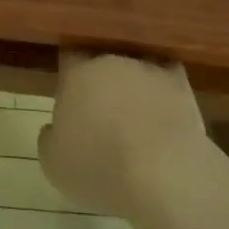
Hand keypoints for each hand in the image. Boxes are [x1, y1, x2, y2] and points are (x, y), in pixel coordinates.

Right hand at [38, 51, 210, 218]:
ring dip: (132, 87)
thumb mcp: (54, 165)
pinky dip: (164, 93)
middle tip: (102, 113)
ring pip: (134, 70)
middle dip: (101, 83)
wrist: (163, 172)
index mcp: (76, 74)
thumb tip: (54, 128)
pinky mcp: (179, 84)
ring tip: (136, 119)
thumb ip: (49, 138)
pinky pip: (167, 80)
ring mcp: (147, 68)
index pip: (68, 57)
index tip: (70, 94)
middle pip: (101, 62)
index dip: (68, 74)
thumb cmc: (100, 167)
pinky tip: (164, 113)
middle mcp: (111, 61)